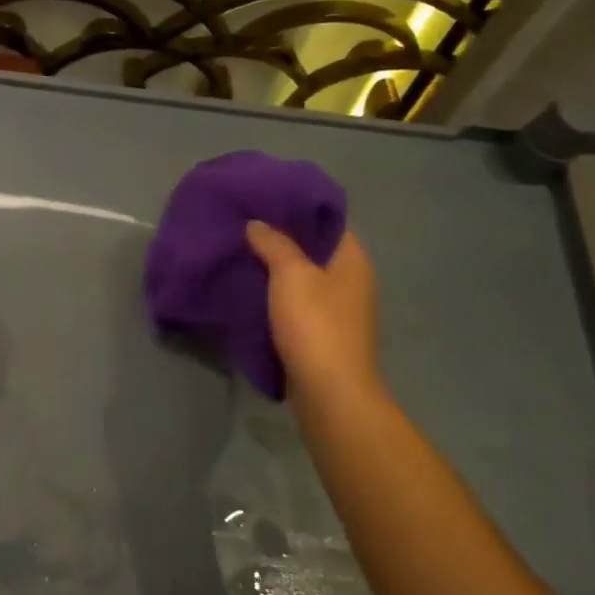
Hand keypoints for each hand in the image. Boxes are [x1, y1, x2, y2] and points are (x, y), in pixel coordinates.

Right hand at [245, 222, 383, 412]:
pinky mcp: (324, 336)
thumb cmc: (316, 325)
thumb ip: (274, 244)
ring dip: (277, 270)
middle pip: (315, 250)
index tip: (265, 200)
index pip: (329, 220)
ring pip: (305, 279)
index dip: (298, 208)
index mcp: (353, 259)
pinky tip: (251, 292)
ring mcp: (340, 311)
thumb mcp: (291, 275)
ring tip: (242, 255)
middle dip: (282, 239)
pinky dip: (278, 297)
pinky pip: (298, 305)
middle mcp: (352, 281)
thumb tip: (257, 224)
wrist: (330, 394)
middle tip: (245, 226)